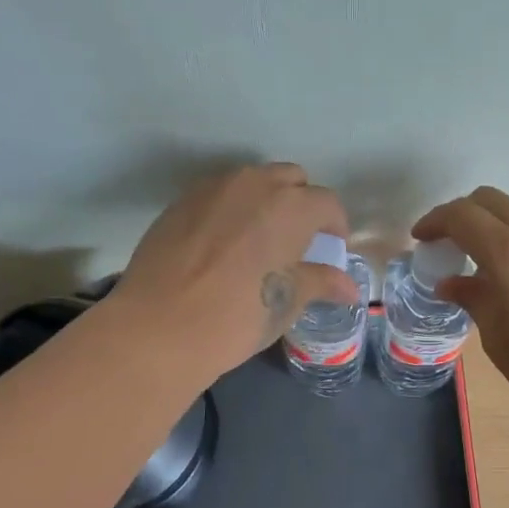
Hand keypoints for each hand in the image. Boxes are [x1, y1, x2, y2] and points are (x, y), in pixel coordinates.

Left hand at [115, 163, 360, 378]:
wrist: (159, 328)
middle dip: (302, 204)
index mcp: (290, 207)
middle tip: (298, 241)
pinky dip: (232, 209)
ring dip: (266, 202)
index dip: (335, 226)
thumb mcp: (286, 303)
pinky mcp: (181, 201)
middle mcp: (254, 184)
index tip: (332, 248)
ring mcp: (213, 188)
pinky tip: (224, 244)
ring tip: (260, 240)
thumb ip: (320, 283)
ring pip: (252, 181)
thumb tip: (349, 287)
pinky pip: (219, 194)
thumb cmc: (237, 317)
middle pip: (291, 180)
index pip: (327, 203)